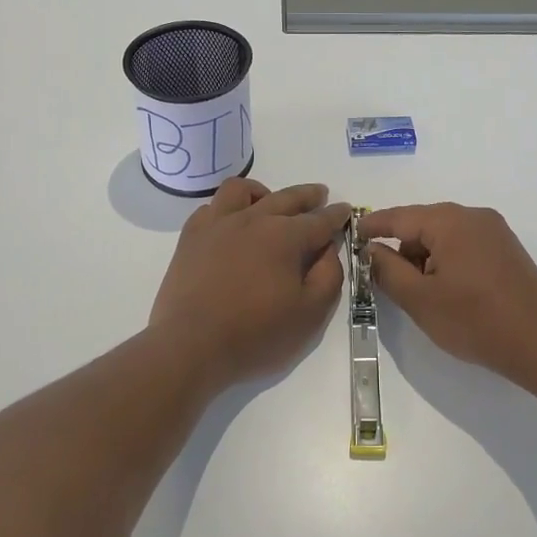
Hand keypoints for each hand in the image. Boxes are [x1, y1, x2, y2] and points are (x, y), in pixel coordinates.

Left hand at [151, 179, 349, 385]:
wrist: (190, 347)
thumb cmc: (256, 335)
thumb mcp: (310, 314)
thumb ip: (328, 276)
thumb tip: (328, 249)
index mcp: (285, 236)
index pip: (319, 220)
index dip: (336, 215)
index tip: (345, 210)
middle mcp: (253, 219)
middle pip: (286, 197)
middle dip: (308, 195)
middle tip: (319, 194)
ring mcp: (218, 224)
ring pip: (242, 189)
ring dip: (263, 192)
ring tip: (270, 202)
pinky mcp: (191, 237)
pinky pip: (211, 207)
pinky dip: (227, 208)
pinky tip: (231, 223)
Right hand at [360, 203, 536, 382]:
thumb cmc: (475, 321)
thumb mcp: (420, 300)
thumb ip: (387, 270)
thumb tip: (371, 250)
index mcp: (450, 221)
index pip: (399, 217)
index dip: (372, 227)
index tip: (351, 237)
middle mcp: (473, 216)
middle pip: (423, 223)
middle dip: (401, 247)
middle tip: (384, 277)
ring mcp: (494, 230)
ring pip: (444, 234)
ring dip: (425, 255)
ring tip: (419, 291)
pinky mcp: (507, 248)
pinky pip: (465, 243)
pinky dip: (447, 258)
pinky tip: (446, 288)